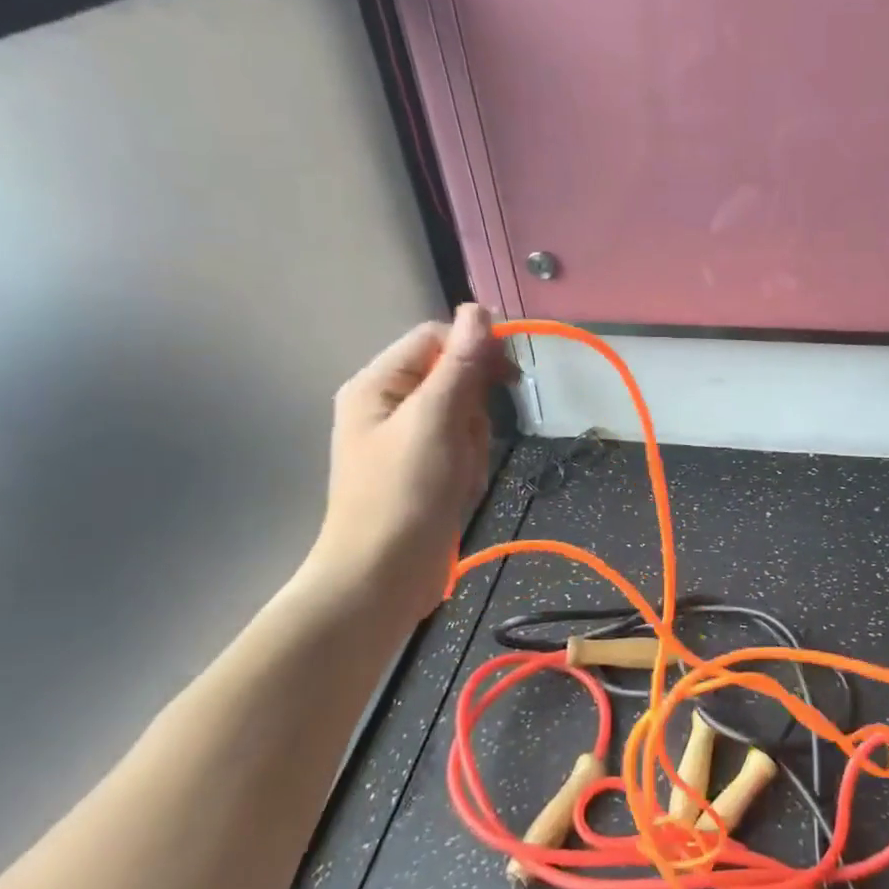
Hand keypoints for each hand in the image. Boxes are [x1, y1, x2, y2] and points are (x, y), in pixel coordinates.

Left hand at [305, 305, 511, 619]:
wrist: (381, 578)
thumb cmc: (403, 495)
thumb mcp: (435, 422)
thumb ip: (459, 365)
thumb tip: (479, 309)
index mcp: (378, 384)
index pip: (436, 339)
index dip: (474, 348)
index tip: (509, 376)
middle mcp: (389, 405)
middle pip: (453, 377)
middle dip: (473, 408)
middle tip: (466, 441)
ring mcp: (406, 440)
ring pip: (464, 415)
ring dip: (473, 442)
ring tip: (459, 474)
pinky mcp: (423, 469)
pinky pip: (461, 447)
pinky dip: (468, 465)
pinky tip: (459, 489)